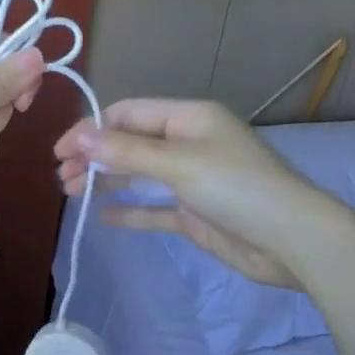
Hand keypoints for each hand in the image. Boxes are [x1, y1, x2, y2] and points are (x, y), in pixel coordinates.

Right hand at [54, 99, 339, 288]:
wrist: (294, 241)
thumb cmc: (238, 188)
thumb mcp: (179, 164)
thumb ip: (127, 152)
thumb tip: (79, 137)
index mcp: (188, 117)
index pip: (128, 113)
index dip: (92, 128)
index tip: (61, 151)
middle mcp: (187, 142)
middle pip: (130, 143)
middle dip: (96, 156)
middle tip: (63, 179)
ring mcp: (191, 178)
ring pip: (138, 173)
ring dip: (107, 180)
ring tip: (73, 193)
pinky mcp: (195, 212)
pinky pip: (154, 207)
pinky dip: (130, 208)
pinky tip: (103, 215)